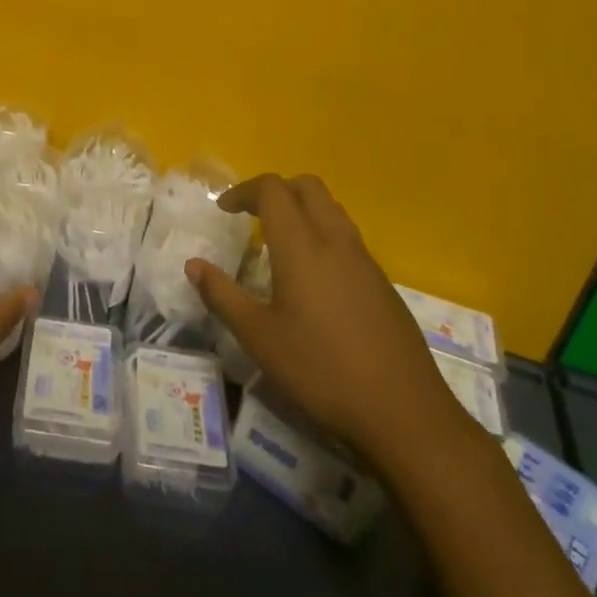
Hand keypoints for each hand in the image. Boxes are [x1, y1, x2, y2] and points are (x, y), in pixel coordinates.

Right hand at [187, 174, 471, 464]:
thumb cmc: (321, 370)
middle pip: (308, 186)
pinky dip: (323, 235)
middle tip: (251, 216)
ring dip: (302, 209)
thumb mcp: (259, 338)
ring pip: (332, 209)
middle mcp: (336, 241)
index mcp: (301, 247)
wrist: (403, 410)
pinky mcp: (382, 282)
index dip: (244, 190)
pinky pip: (348, 237)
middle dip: (276, 190)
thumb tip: (193, 265)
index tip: (224, 209)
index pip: (273, 190)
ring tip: (278, 242)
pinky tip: (313, 278)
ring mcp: (365, 260)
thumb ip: (223, 296)